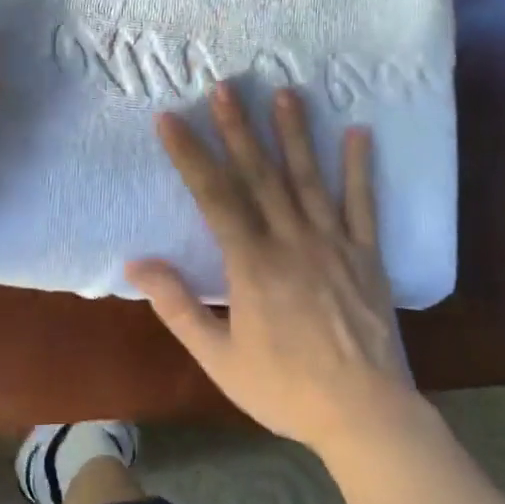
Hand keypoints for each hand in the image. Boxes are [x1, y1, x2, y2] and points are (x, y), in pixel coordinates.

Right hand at [126, 84, 417, 454]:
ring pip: (309, 180)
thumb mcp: (218, 357)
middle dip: (239, 128)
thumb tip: (136, 264)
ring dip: (295, 134)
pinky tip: (359, 133)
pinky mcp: (368, 257)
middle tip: (226, 86)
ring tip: (285, 93)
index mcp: (252, 265)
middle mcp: (292, 242)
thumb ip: (177, 306)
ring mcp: (335, 245)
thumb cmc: (285, 389)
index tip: (170, 119)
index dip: (190, 154)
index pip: (214, 196)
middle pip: (260, 175)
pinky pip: (364, 206)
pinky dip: (360, 168)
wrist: (366, 417)